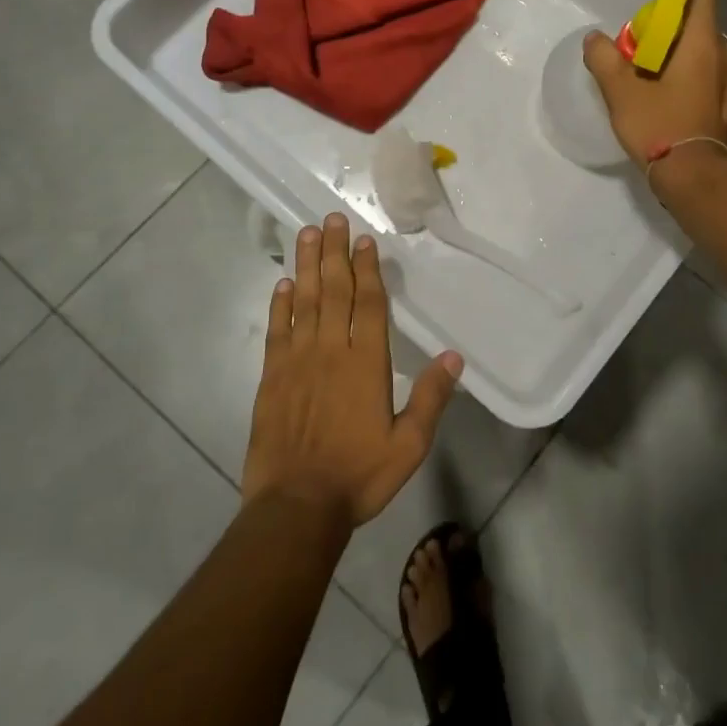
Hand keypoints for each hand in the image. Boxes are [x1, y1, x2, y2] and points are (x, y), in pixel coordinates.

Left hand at [243, 213, 462, 527]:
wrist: (296, 507)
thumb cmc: (358, 476)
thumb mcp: (408, 446)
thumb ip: (431, 398)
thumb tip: (454, 357)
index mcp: (365, 363)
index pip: (369, 304)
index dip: (367, 269)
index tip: (363, 240)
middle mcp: (330, 351)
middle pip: (333, 290)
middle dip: (333, 252)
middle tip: (330, 218)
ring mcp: (297, 361)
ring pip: (303, 301)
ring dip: (306, 266)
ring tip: (306, 234)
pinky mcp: (272, 377)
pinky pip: (277, 330)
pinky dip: (280, 304)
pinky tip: (283, 284)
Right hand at [584, 0, 726, 171]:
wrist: (698, 180)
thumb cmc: (661, 128)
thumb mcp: (622, 92)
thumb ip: (604, 59)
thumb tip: (595, 39)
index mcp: (700, 41)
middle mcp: (722, 52)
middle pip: (697, 15)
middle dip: (666, 12)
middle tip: (635, 28)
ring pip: (699, 44)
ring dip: (672, 42)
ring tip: (642, 62)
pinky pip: (704, 66)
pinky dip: (682, 63)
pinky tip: (659, 86)